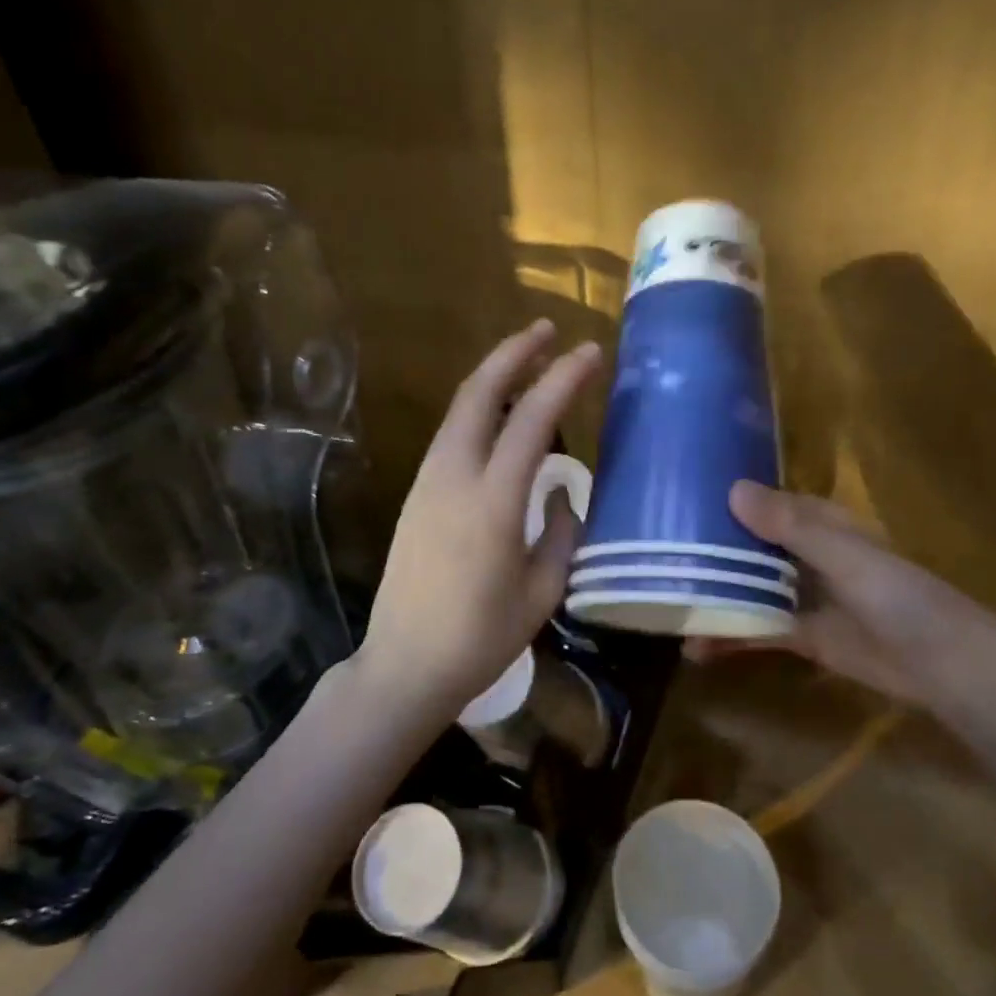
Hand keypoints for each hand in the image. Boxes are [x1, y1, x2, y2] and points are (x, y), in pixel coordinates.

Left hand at [357, 320, 601, 720]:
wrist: (405, 666)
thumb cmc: (482, 637)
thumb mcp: (542, 590)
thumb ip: (561, 532)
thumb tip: (561, 492)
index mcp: (493, 502)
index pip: (532, 420)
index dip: (562, 379)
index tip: (590, 352)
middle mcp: (454, 477)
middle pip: (479, 393)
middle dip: (513, 352)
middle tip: (546, 330)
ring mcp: (428, 482)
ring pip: (460, 409)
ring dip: (493, 376)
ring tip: (527, 362)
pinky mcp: (416, 494)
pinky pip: (451, 434)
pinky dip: (478, 409)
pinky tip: (500, 416)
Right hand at [687, 480, 995, 709]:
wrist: (941, 665)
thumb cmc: (897, 595)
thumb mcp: (843, 555)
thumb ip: (790, 526)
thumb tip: (732, 489)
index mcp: (818, 523)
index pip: (763, 503)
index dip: (724, 500)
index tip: (677, 501)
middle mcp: (805, 554)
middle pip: (748, 547)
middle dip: (708, 552)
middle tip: (655, 558)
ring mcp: (801, 596)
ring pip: (747, 589)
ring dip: (713, 596)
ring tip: (664, 606)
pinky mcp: (801, 636)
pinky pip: (756, 631)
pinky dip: (729, 637)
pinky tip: (694, 649)